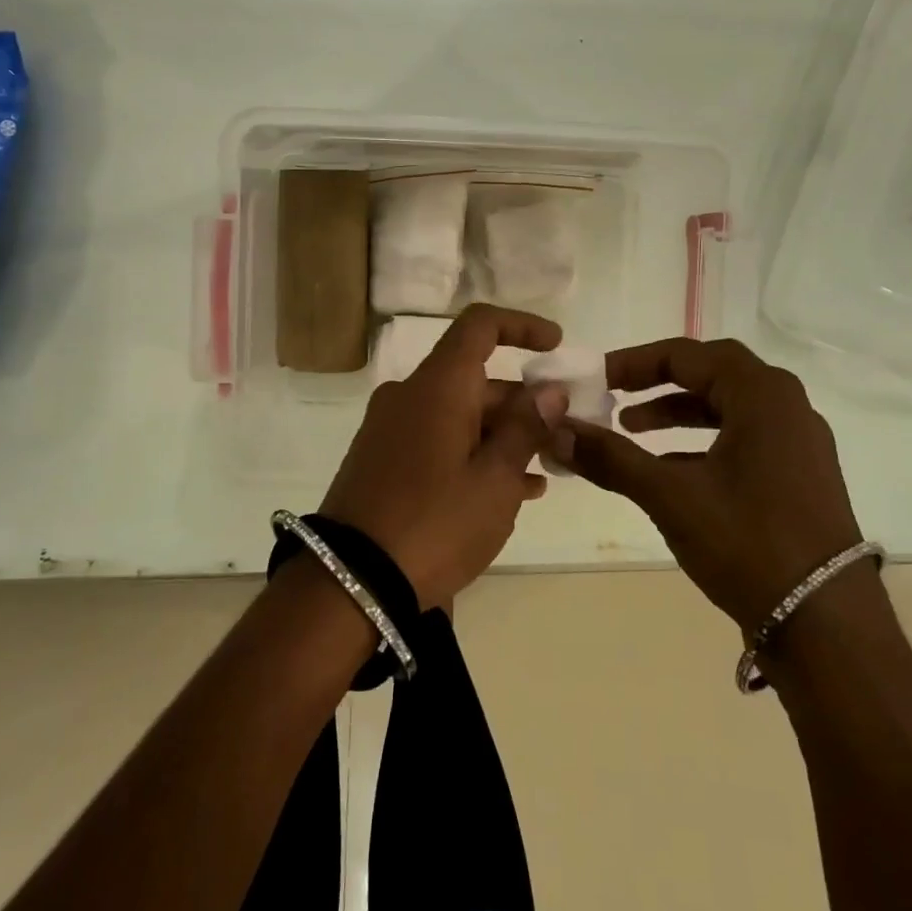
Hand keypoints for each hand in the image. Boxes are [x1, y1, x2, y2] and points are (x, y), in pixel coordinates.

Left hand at [318, 305, 569, 611]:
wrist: (349, 584)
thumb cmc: (434, 524)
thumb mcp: (495, 481)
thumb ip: (525, 429)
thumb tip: (549, 390)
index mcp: (438, 386)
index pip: (479, 326)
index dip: (521, 327)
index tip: (556, 346)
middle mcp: (410, 395)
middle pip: (474, 379)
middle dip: (522, 403)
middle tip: (562, 436)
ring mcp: (391, 429)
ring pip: (459, 415)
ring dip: (502, 435)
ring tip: (544, 472)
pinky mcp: (382, 460)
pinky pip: (437, 440)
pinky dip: (472, 454)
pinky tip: (507, 493)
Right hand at [555, 338, 863, 632]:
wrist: (826, 625)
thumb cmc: (747, 542)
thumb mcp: (670, 495)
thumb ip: (611, 458)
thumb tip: (556, 431)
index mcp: (762, 395)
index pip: (688, 355)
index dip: (636, 362)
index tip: (599, 377)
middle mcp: (787, 406)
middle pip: (713, 372)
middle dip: (659, 380)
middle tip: (617, 394)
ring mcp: (800, 442)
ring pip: (729, 407)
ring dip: (680, 411)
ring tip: (633, 429)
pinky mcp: (801, 475)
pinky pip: (745, 437)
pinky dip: (704, 441)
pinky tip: (671, 469)